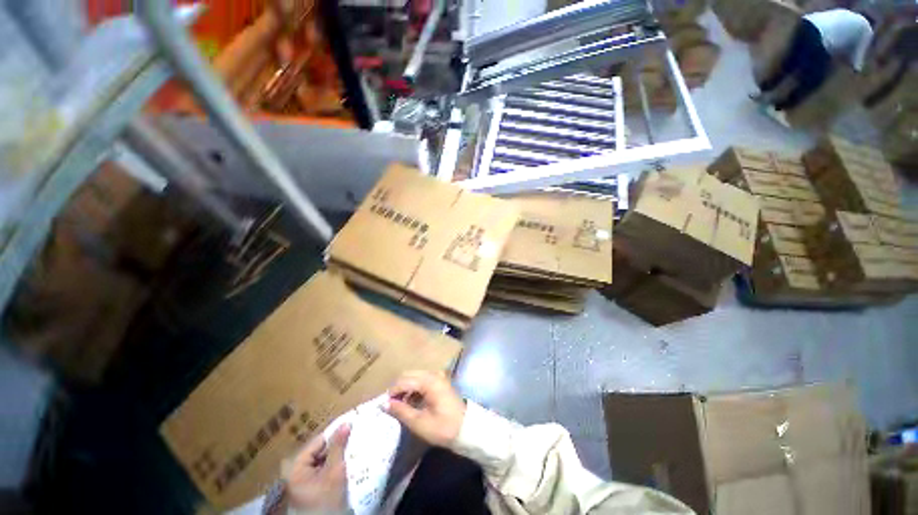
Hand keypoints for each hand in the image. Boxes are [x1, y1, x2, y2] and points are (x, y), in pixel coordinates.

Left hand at [283, 424, 350, 510]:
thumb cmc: (327, 499)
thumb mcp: (334, 471)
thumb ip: (338, 447)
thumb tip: (346, 424)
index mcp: (296, 468)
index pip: (317, 442)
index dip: (334, 433)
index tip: (350, 425)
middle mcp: (296, 473)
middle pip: (319, 452)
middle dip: (336, 445)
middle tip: (353, 436)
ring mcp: (303, 483)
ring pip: (323, 461)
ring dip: (337, 455)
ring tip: (353, 447)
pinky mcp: (311, 489)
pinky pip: (324, 471)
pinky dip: (335, 466)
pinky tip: (347, 462)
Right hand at [383, 370, 465, 446]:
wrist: (467, 429)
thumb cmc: (443, 427)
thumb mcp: (419, 422)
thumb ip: (401, 410)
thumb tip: (385, 403)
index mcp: (429, 381)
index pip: (404, 381)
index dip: (392, 393)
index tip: (384, 406)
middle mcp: (433, 373)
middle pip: (409, 374)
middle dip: (398, 388)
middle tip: (392, 405)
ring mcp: (438, 376)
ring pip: (415, 376)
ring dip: (406, 388)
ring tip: (401, 406)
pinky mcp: (440, 381)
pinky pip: (422, 379)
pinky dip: (414, 388)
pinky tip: (412, 402)